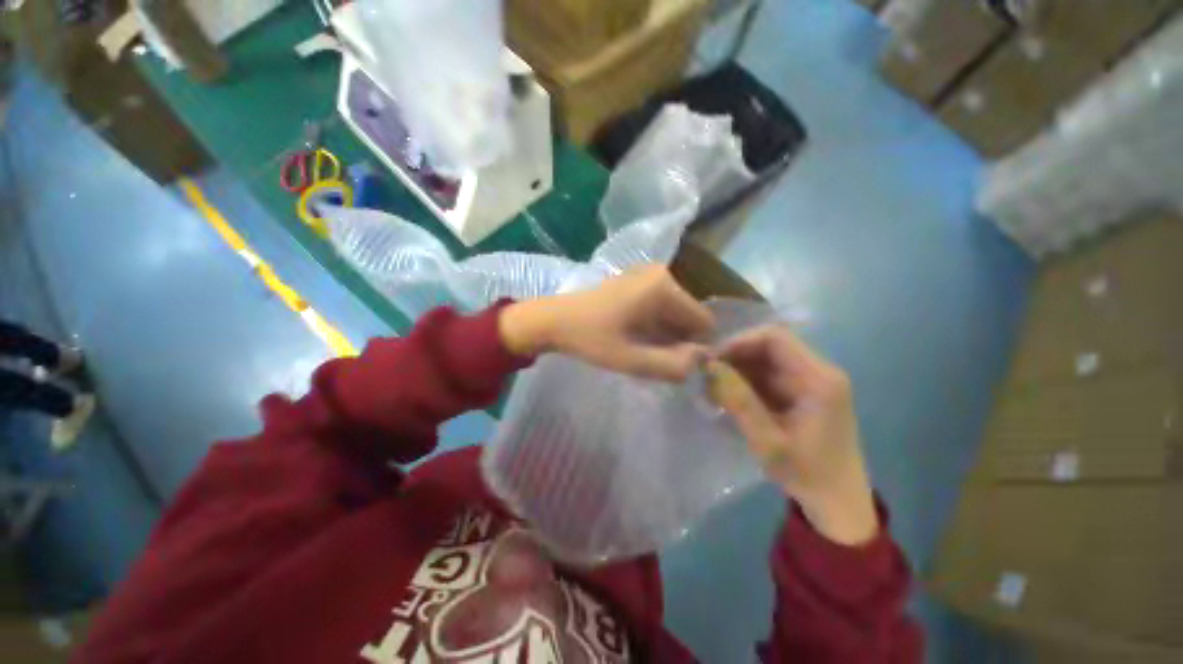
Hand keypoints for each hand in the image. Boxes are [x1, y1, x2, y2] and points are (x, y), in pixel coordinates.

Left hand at [499, 266, 714, 381]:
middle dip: (677, 341)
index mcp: (663, 287)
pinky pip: (658, 308)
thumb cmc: (589, 338)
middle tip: (653, 359)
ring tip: (641, 349)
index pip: (703, 321)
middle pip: (688, 316)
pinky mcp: (636, 281)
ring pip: (673, 314)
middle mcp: (661, 274)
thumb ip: (672, 365)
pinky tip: (634, 338)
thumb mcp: (631, 360)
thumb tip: (702, 360)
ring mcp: (648, 275)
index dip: (694, 347)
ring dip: (664, 336)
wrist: (553, 320)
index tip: (671, 363)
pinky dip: (653, 327)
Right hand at [708, 326, 878, 545]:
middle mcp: (819, 371)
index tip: (713, 360)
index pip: (775, 338)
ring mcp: (812, 381)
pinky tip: (729, 396)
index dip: (739, 341)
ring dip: (737, 369)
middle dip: (735, 357)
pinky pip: (769, 375)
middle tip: (707, 376)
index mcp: (819, 379)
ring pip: (766, 360)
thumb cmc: (807, 474)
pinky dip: (746, 381)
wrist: (838, 503)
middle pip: (769, 346)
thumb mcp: (767, 441)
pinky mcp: (803, 391)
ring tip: (714, 388)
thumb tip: (710, 366)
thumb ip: (739, 400)